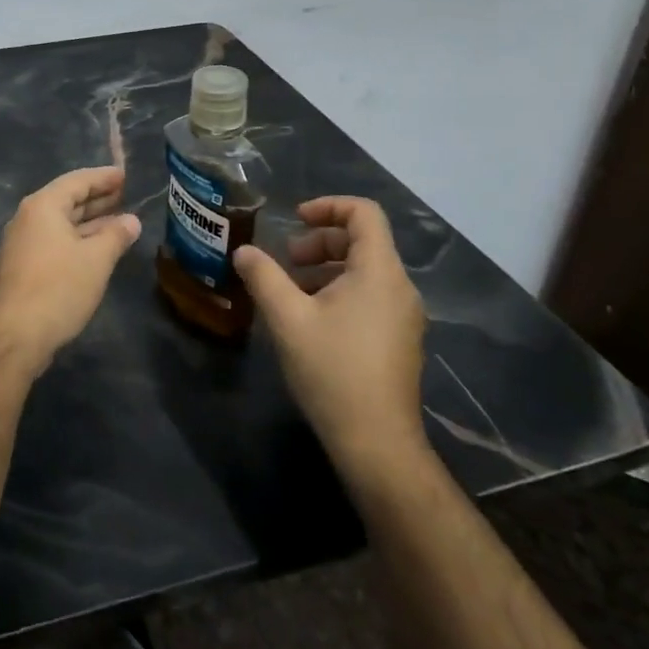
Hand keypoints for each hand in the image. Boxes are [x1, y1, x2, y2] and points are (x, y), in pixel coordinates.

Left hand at [0, 166, 142, 374]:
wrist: (14, 336)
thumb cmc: (58, 289)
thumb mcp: (96, 260)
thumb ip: (116, 235)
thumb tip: (131, 220)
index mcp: (43, 206)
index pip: (77, 181)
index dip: (103, 177)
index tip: (125, 175)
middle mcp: (28, 218)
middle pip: (66, 199)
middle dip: (97, 198)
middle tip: (125, 195)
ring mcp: (22, 243)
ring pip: (60, 223)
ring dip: (89, 221)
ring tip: (118, 220)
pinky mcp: (22, 266)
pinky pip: (54, 240)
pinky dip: (76, 238)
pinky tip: (96, 248)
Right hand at [233, 197, 429, 474]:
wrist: (376, 442)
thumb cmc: (332, 370)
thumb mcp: (287, 318)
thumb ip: (263, 276)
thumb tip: (244, 251)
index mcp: (378, 272)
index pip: (364, 213)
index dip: (328, 206)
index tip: (294, 220)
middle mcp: (399, 287)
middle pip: (364, 241)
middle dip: (320, 241)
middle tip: (286, 259)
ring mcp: (404, 316)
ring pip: (365, 271)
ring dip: (326, 268)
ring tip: (291, 290)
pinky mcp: (400, 340)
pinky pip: (371, 297)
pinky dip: (340, 291)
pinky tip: (311, 320)